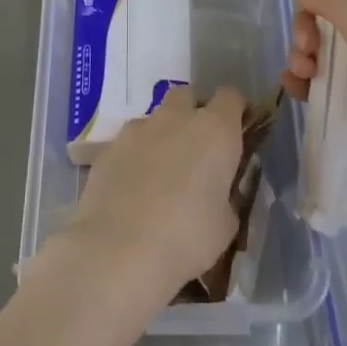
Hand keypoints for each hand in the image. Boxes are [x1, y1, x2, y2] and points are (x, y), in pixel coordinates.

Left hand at [54, 87, 246, 299]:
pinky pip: (129, 143)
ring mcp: (137, 129)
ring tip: (162, 175)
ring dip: (163, 136)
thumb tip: (217, 194)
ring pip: (155, 119)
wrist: (118, 249)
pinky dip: (136, 157)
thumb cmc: (188, 237)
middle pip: (188, 96)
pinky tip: (133, 189)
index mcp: (215, 130)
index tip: (238, 131)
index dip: (236, 111)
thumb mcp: (226, 224)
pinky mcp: (108, 148)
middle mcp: (176, 118)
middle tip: (198, 150)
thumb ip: (225, 196)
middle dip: (194, 114)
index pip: (231, 97)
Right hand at [283, 0, 346, 184]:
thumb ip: (334, 0)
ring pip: (330, 53)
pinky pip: (335, 86)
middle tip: (306, 52)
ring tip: (301, 77)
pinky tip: (298, 92)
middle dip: (309, 31)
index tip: (306, 13)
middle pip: (332, 19)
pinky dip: (313, 85)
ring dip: (306, 58)